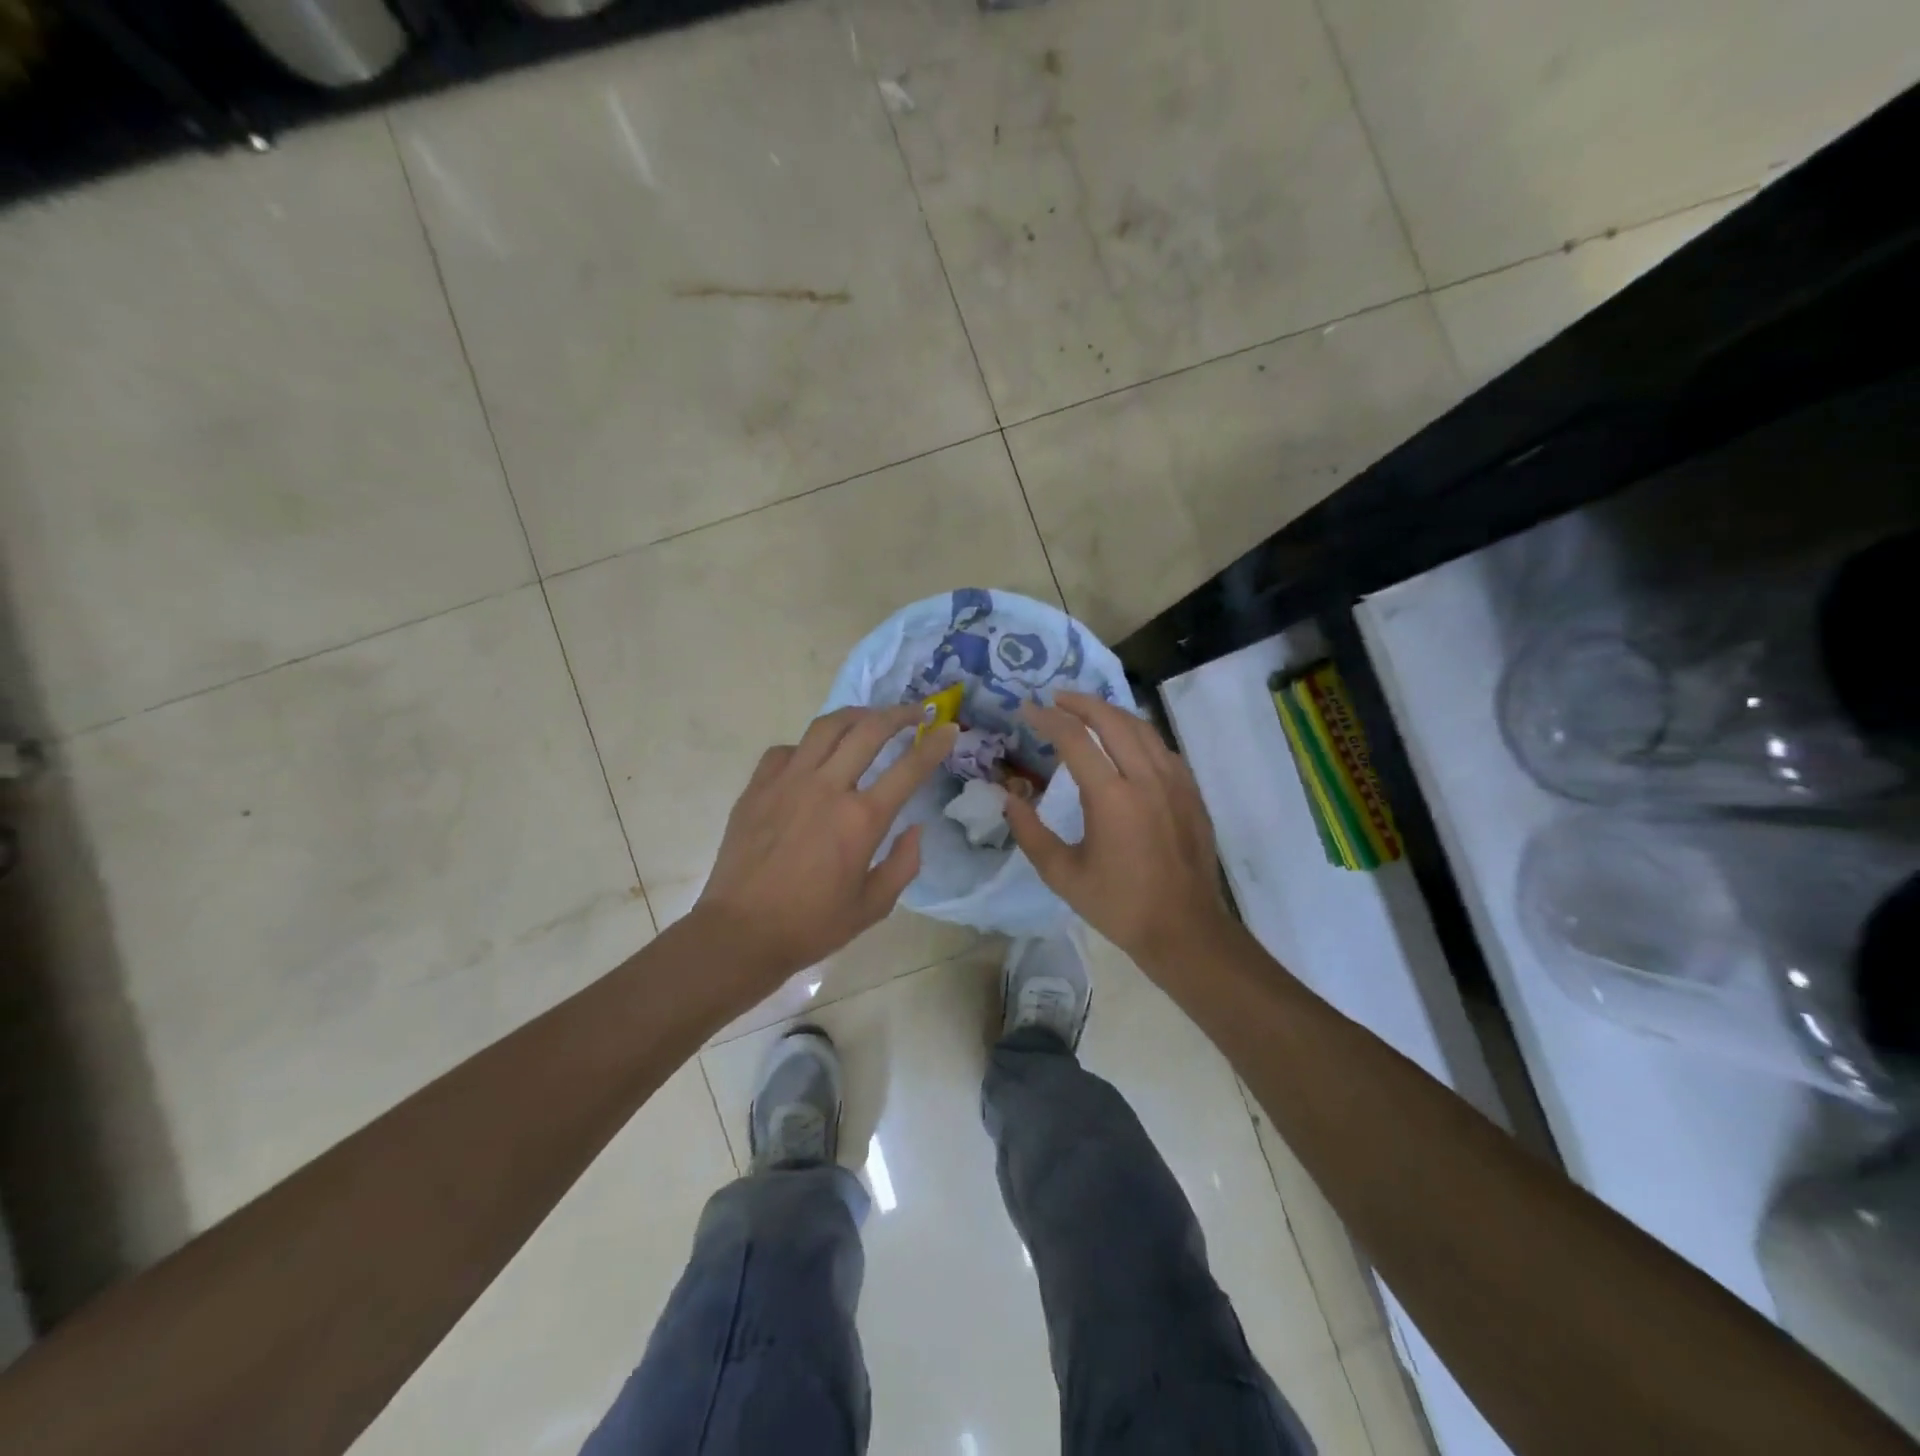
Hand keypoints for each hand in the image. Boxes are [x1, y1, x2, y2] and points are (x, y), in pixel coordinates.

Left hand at [691, 705, 957, 985]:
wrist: (740, 932)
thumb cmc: (811, 925)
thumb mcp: (873, 906)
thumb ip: (903, 864)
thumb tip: (915, 828)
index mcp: (861, 819)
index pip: (909, 768)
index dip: (934, 744)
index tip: (949, 729)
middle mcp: (827, 788)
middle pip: (869, 730)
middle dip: (899, 714)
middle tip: (916, 711)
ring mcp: (788, 782)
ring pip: (827, 727)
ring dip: (856, 715)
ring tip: (870, 717)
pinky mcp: (757, 786)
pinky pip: (787, 749)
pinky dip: (808, 746)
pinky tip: (814, 758)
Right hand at [1006, 692, 1240, 974]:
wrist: (1184, 928)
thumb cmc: (1119, 904)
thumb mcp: (1062, 875)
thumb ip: (1030, 833)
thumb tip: (1008, 799)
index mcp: (1111, 797)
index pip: (1074, 739)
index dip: (1047, 719)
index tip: (1027, 710)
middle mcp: (1146, 777)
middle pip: (1111, 719)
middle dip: (1080, 702)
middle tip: (1055, 698)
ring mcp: (1174, 781)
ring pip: (1141, 727)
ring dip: (1110, 711)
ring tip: (1086, 710)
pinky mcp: (1191, 791)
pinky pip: (1160, 746)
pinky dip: (1136, 732)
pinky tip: (1124, 740)